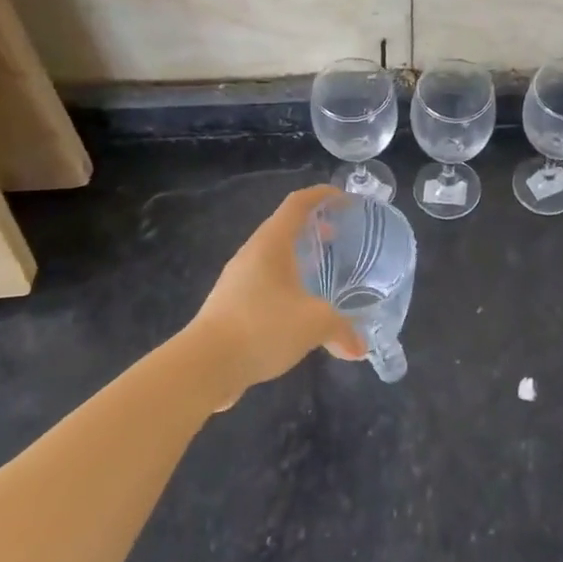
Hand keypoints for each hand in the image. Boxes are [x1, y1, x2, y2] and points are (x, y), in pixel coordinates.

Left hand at [186, 186, 366, 409]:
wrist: (203, 366)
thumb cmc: (262, 327)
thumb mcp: (314, 324)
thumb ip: (341, 329)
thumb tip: (359, 347)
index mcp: (271, 243)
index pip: (298, 203)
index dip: (322, 195)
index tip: (346, 200)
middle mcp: (252, 253)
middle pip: (285, 227)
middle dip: (313, 227)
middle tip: (339, 238)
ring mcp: (237, 279)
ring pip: (273, 256)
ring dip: (298, 257)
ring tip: (322, 273)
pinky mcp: (230, 305)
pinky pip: (264, 281)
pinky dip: (286, 282)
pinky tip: (298, 308)